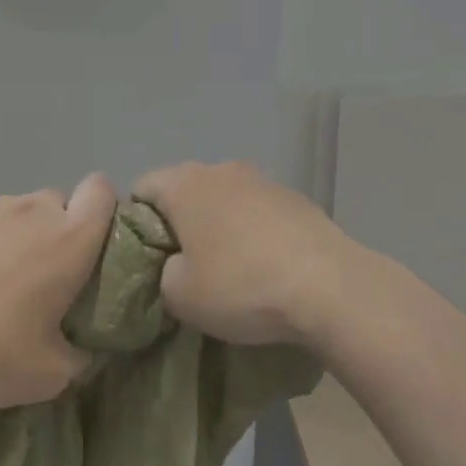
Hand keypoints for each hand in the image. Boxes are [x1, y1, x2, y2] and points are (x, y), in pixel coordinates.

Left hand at [0, 175, 116, 410]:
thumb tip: (79, 347)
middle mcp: (33, 210)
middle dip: (52, 229)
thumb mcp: (52, 374)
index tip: (89, 241)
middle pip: (55, 202)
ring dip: (11, 234)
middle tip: (34, 274)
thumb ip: (78, 353)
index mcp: (70, 241)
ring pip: (13, 210)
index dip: (101, 209)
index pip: (102, 192)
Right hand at [134, 161, 357, 349]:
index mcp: (184, 183)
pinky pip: (258, 211)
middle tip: (185, 265)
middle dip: (180, 223)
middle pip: (185, 190)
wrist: (328, 286)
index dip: (136, 223)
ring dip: (219, 225)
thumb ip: (163, 273)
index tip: (148, 258)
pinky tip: (266, 266)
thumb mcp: (179, 296)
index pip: (142, 188)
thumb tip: (176, 264)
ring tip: (230, 268)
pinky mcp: (296, 198)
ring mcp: (263, 180)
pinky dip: (253, 231)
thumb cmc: (241, 285)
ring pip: (224, 199)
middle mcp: (221, 169)